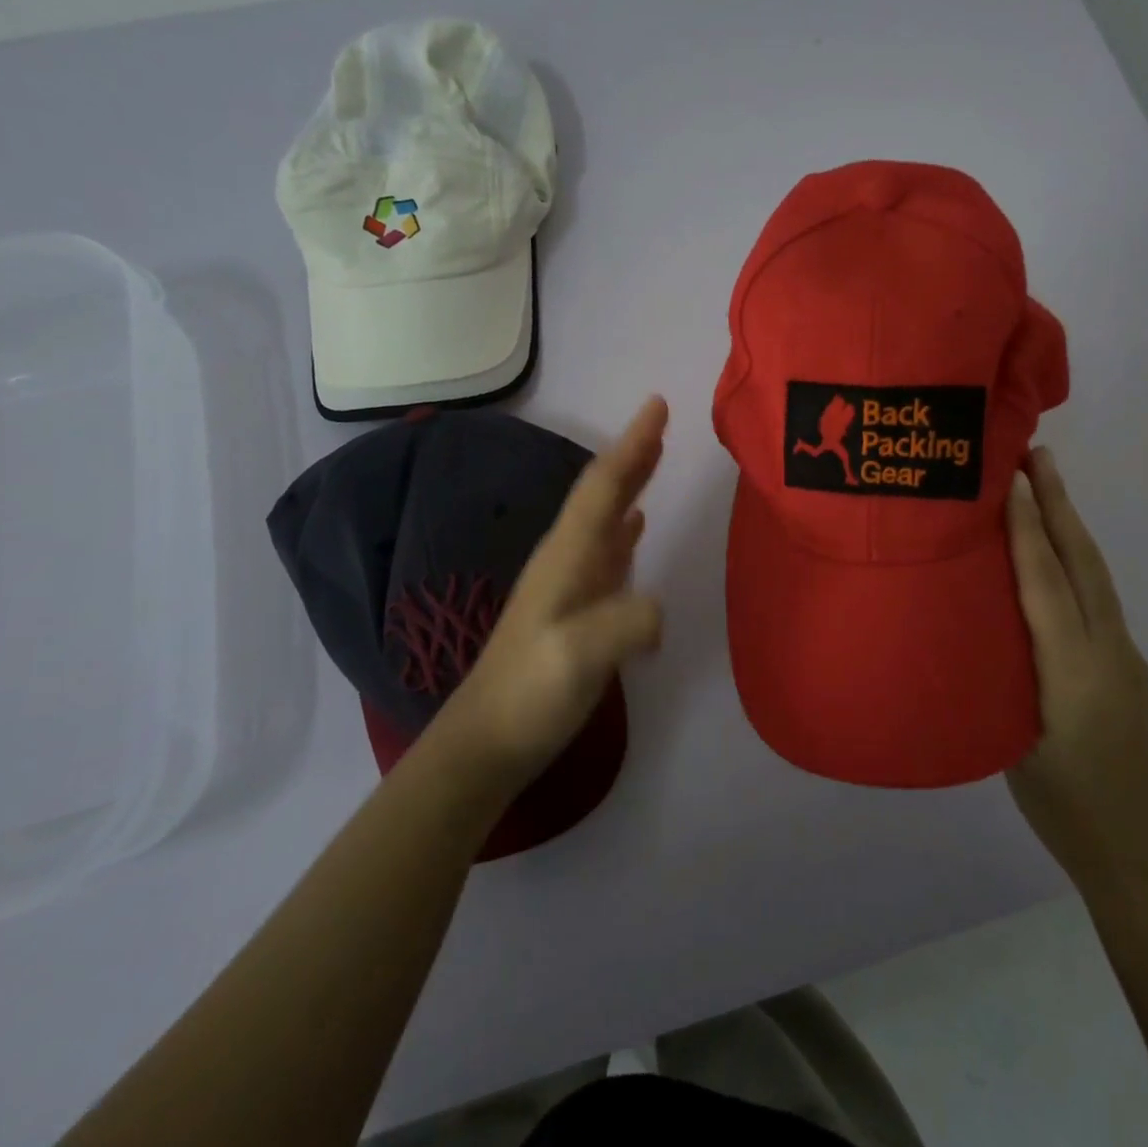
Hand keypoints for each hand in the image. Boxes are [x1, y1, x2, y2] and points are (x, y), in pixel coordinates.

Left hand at [439, 396, 667, 793]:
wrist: (487, 741)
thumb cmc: (530, 693)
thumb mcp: (580, 657)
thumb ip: (626, 623)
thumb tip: (658, 608)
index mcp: (566, 557)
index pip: (603, 487)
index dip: (632, 445)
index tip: (656, 405)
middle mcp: (565, 559)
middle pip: (602, 494)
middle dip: (632, 455)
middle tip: (661, 421)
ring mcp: (569, 584)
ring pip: (605, 518)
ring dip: (630, 485)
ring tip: (653, 459)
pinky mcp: (575, 608)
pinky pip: (607, 551)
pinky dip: (625, 529)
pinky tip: (635, 527)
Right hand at [1005, 447, 1147, 890]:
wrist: (1140, 850)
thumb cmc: (1063, 805)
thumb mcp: (1012, 743)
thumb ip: (999, 675)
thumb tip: (972, 620)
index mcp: (1072, 671)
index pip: (1045, 583)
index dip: (1027, 529)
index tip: (1010, 479)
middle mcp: (1107, 650)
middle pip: (1082, 563)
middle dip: (1059, 504)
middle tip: (1037, 454)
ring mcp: (1124, 655)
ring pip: (1094, 576)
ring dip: (1070, 525)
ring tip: (1044, 486)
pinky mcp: (1126, 665)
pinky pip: (1097, 597)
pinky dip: (1075, 560)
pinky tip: (1056, 555)